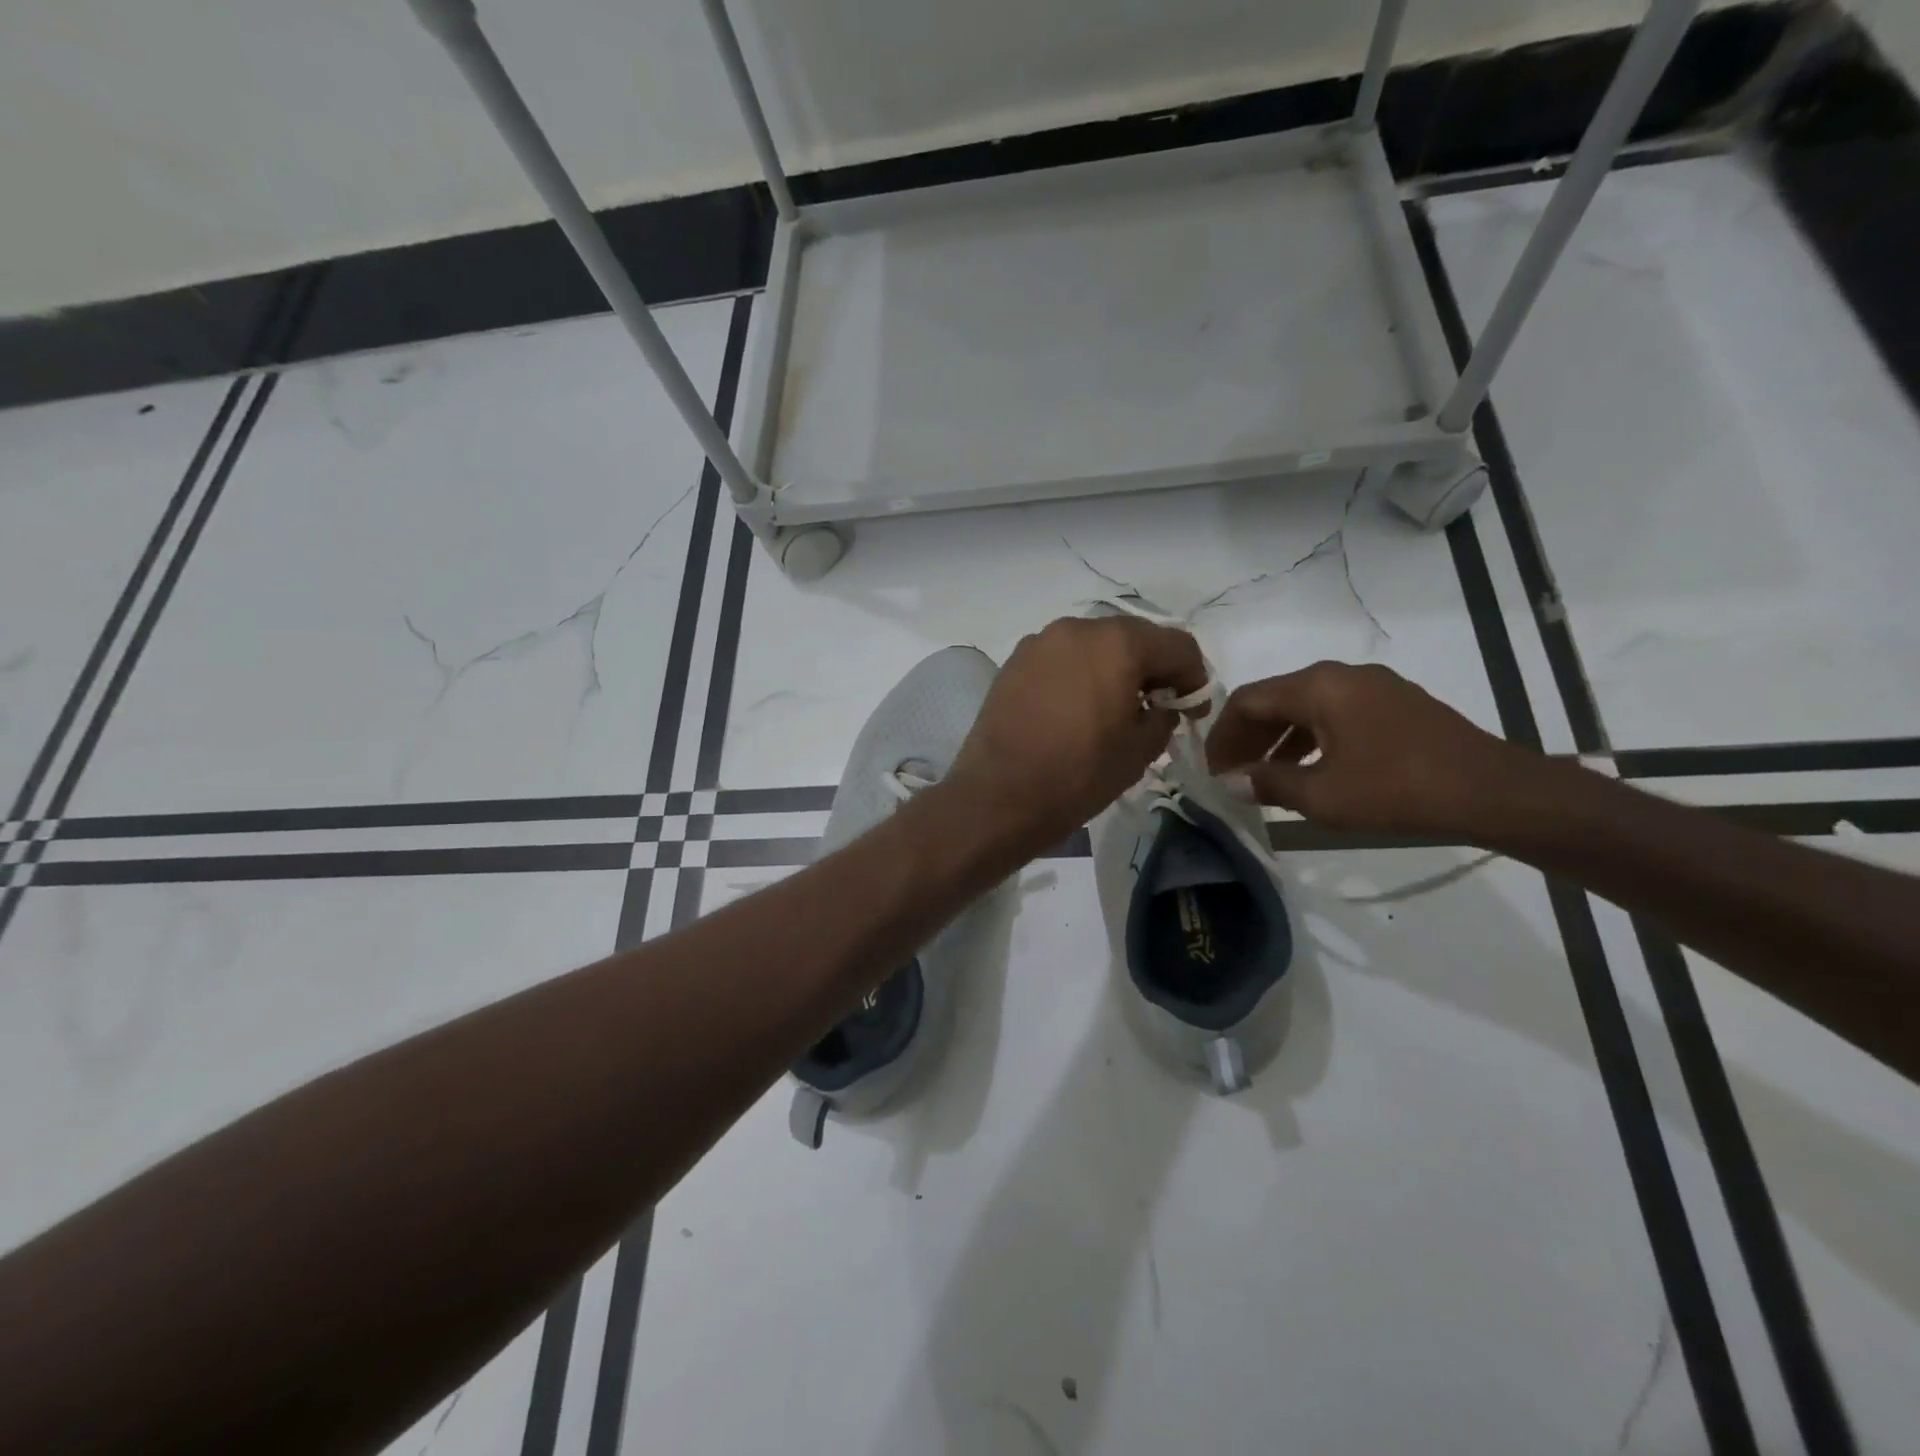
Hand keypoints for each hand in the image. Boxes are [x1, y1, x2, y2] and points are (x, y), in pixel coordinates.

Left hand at [946, 615, 1207, 853]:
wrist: (999, 795)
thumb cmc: (1078, 774)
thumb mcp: (1139, 751)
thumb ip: (1163, 717)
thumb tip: (1161, 706)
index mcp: (1119, 643)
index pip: (1177, 646)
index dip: (1194, 678)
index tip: (1192, 711)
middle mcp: (1078, 628)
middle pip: (1133, 637)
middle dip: (1153, 668)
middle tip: (1157, 706)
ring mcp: (1041, 642)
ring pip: (1094, 645)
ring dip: (1114, 668)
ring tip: (1114, 707)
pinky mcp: (1015, 661)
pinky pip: (1062, 658)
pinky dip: (1079, 674)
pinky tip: (1077, 708)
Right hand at [1205, 661, 1529, 837]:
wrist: (1493, 792)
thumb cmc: (1397, 790)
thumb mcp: (1322, 795)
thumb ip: (1269, 783)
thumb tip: (1234, 781)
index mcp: (1318, 686)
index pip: (1248, 700)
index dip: (1222, 735)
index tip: (1211, 769)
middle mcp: (1341, 675)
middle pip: (1276, 699)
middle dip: (1247, 737)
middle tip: (1232, 774)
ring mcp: (1373, 687)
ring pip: (1306, 708)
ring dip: (1278, 740)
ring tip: (1264, 778)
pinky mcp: (1396, 705)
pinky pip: (1335, 715)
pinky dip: (1310, 739)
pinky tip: (1310, 771)